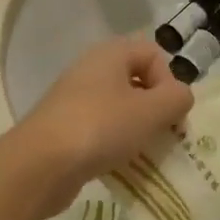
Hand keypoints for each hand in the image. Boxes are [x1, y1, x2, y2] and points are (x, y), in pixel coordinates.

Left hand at [11, 37, 193, 212]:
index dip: (169, 80)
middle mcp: (90, 71)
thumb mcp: (151, 111)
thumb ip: (177, 99)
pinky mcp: (65, 130)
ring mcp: (74, 101)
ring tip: (145, 154)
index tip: (170, 111)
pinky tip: (120, 166)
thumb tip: (180, 97)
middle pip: (137, 82)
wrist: (40, 165)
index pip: (153, 53)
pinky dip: (116, 146)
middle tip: (165, 135)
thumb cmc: (100, 128)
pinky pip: (102, 132)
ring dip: (138, 130)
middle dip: (156, 109)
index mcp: (110, 54)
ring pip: (120, 110)